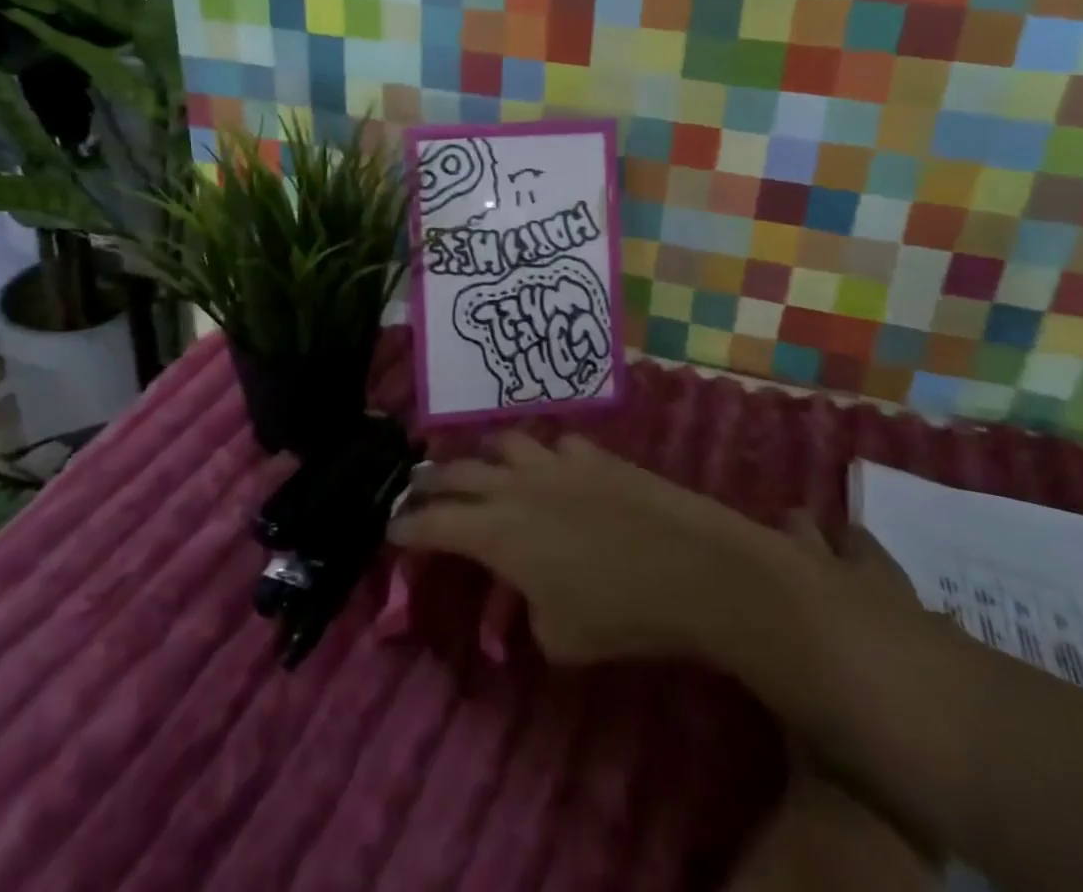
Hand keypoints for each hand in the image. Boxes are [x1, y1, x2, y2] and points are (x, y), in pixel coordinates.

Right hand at [388, 433, 803, 663]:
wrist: (692, 565)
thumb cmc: (620, 611)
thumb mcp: (559, 639)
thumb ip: (528, 614)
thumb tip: (527, 599)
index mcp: (499, 533)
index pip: (434, 524)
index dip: (406, 528)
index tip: (389, 530)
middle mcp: (518, 487)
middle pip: (458, 472)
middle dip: (429, 481)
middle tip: (415, 490)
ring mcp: (557, 463)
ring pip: (502, 443)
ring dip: (483, 457)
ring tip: (481, 469)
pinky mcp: (593, 455)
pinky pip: (554, 446)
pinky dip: (542, 458)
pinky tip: (552, 471)